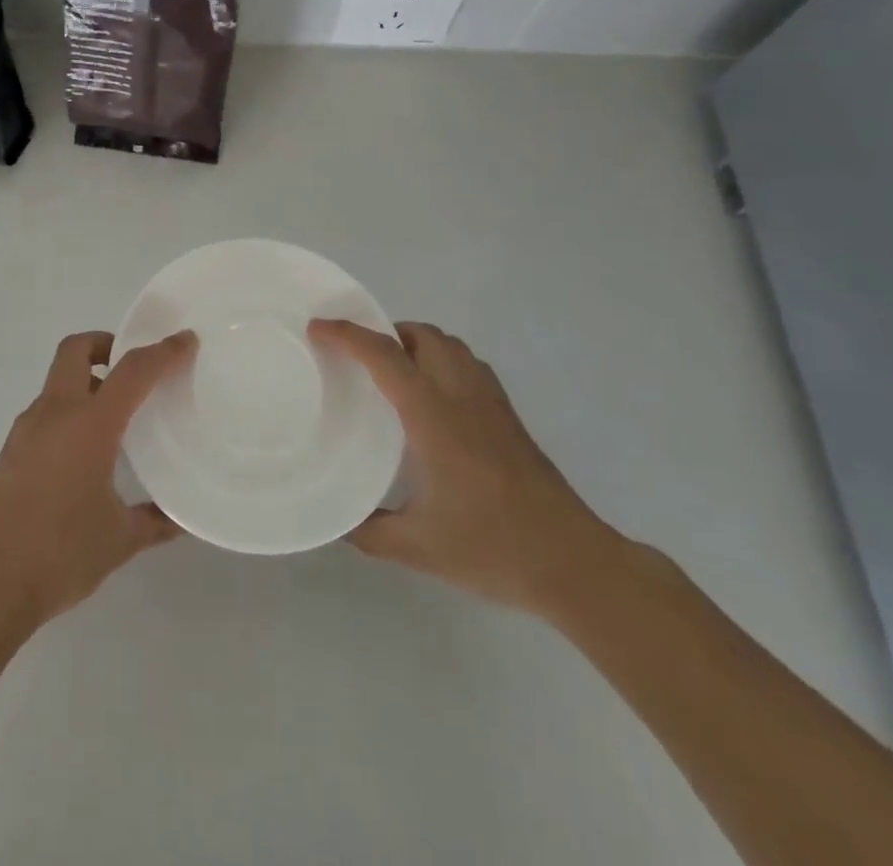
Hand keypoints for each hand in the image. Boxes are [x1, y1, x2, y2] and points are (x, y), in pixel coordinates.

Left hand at [0, 331, 193, 631]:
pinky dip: (69, 412)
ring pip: (57, 382)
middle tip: (132, 367)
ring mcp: (26, 430)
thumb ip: (153, 523)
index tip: (185, 341)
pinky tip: (84, 452)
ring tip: (115, 416)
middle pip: (75, 350)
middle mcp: (54, 414)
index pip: (131, 372)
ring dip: (86, 382)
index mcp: (89, 425)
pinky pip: (45, 412)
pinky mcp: (10, 450)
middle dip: (104, 345)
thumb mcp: (118, 540)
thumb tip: (180, 520)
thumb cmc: (59, 554)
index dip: (162, 352)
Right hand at [309, 319, 617, 617]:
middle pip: (423, 335)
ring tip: (390, 371)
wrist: (576, 564)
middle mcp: (462, 396)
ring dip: (416, 343)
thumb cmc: (494, 548)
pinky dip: (442, 360)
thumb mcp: (419, 548)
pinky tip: (433, 398)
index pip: (385, 356)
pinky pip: (469, 365)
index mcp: (434, 416)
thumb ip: (370, 532)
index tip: (317, 328)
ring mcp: (492, 403)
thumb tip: (338, 522)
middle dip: (384, 331)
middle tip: (356, 355)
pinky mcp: (509, 417)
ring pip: (450, 345)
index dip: (347, 335)